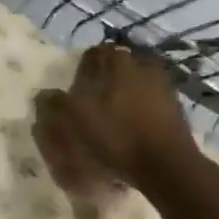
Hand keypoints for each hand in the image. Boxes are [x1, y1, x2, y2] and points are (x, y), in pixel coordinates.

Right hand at [34, 44, 197, 196]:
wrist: (166, 164)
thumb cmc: (118, 137)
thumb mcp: (79, 121)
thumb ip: (58, 102)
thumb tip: (43, 93)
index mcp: (119, 63)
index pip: (96, 53)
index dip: (82, 69)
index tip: (74, 88)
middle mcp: (144, 66)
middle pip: (118, 66)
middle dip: (105, 79)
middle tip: (92, 102)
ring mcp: (164, 85)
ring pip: (136, 82)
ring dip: (123, 93)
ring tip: (112, 116)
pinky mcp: (175, 107)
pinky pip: (150, 100)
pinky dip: (139, 108)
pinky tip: (132, 127)